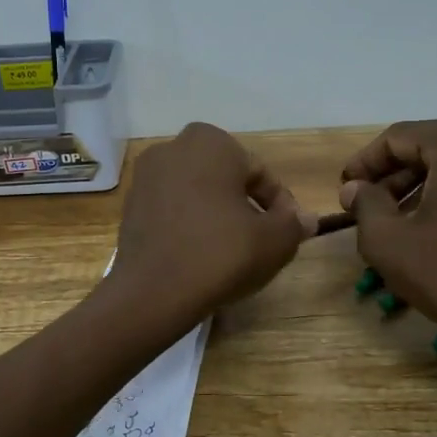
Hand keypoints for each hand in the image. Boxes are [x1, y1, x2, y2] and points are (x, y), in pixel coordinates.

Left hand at [113, 123, 309, 323]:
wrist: (153, 293)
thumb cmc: (221, 254)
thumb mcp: (274, 241)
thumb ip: (294, 224)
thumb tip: (307, 219)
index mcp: (210, 143)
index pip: (259, 173)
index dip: (279, 205)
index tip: (288, 232)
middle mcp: (173, 148)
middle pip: (225, 179)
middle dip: (245, 205)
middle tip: (261, 239)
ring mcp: (145, 176)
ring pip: (197, 193)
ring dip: (217, 214)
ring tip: (231, 250)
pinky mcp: (129, 205)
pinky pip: (172, 209)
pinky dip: (189, 224)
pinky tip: (200, 254)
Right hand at [339, 116, 436, 375]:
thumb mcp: (389, 242)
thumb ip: (364, 205)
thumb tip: (354, 187)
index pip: (397, 137)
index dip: (365, 163)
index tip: (344, 189)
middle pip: (430, 144)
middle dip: (394, 173)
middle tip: (367, 204)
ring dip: (423, 183)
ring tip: (396, 217)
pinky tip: (435, 222)